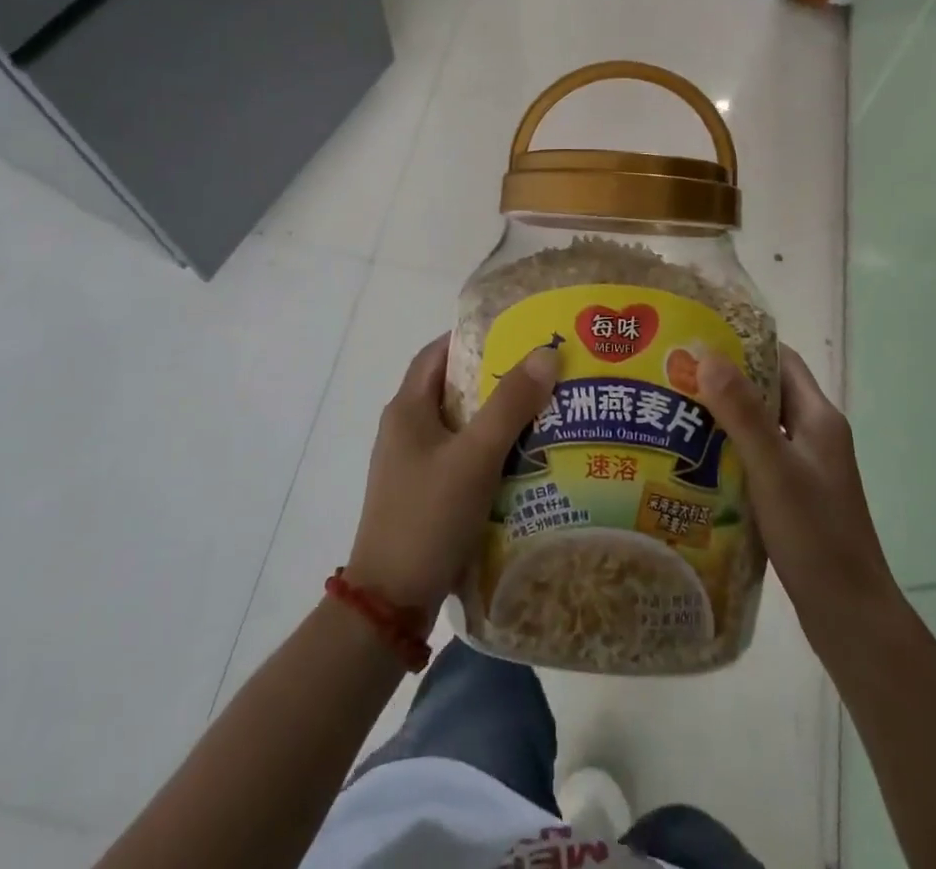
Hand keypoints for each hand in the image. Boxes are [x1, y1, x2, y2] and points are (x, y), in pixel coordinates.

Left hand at [345, 335, 559, 617]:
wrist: (390, 603)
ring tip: (545, 412)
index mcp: (407, 409)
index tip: (518, 332)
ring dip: (498, 418)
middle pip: (454, 388)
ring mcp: (414, 465)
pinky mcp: (425, 494)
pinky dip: (491, 452)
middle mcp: (406, 430)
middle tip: (543, 373)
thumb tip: (546, 353)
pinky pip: (463, 458)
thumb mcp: (474, 456)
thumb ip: (510, 404)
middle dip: (496, 378)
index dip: (474, 336)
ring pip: (462, 426)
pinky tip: (526, 461)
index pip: (439, 352)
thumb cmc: (428, 517)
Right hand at [699, 344, 899, 664]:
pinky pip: (756, 457)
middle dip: (723, 380)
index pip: (781, 359)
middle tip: (674, 376)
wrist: (850, 616)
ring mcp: (805, 467)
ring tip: (674, 413)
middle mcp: (813, 435)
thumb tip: (707, 354)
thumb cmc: (815, 536)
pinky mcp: (793, 496)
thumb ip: (742, 412)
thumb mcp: (773, 468)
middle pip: (766, 391)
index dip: (743, 344)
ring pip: (758, 426)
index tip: (697, 339)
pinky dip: (728, 451)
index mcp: (818, 418)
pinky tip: (694, 461)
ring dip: (722, 417)